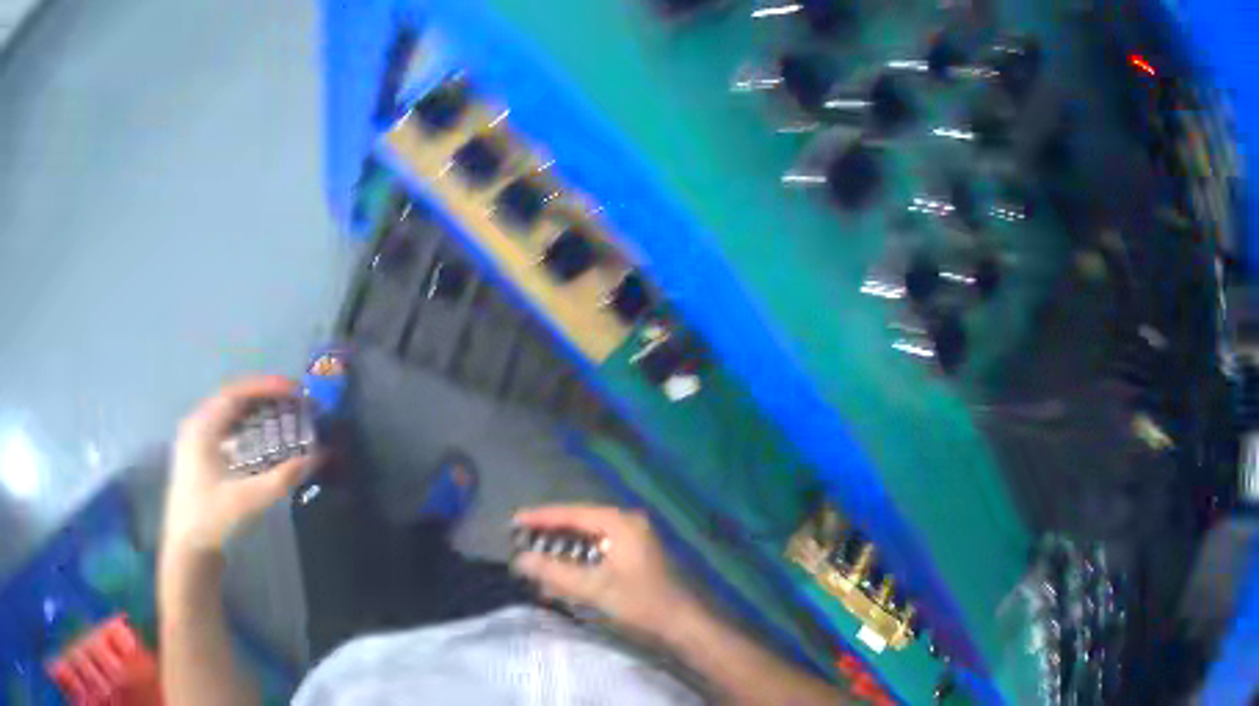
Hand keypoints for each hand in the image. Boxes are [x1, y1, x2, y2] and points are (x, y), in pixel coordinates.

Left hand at [163, 376, 315, 558]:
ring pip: (228, 412)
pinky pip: (224, 426)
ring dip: (255, 409)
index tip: (295, 390)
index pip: (236, 393)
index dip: (267, 387)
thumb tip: (317, 457)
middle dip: (264, 395)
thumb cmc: (211, 519)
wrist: (187, 548)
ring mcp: (196, 439)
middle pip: (232, 397)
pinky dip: (246, 425)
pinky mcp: (199, 454)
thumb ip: (282, 478)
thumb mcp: (247, 500)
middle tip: (294, 400)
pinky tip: (260, 436)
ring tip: (282, 413)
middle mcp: (197, 424)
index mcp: (202, 427)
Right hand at [511, 505, 698, 638]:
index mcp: (621, 523)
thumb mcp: (593, 589)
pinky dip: (577, 559)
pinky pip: (597, 549)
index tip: (513, 521)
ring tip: (535, 555)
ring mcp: (633, 539)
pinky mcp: (633, 556)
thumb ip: (554, 573)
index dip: (541, 517)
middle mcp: (627, 523)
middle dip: (549, 532)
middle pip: (579, 522)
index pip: (572, 513)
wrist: (680, 625)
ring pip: (587, 537)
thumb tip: (519, 559)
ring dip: (562, 548)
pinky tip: (560, 572)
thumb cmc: (639, 603)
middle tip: (520, 539)